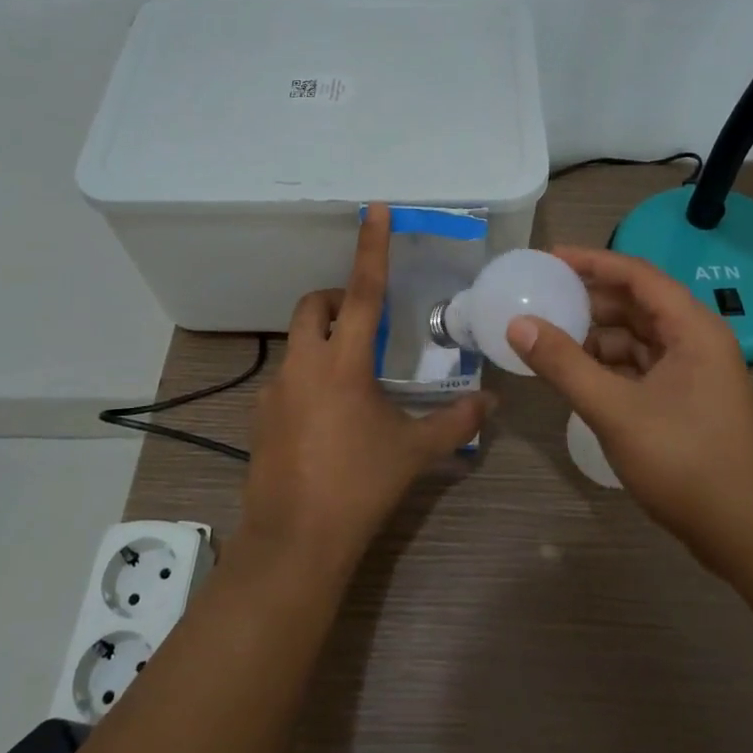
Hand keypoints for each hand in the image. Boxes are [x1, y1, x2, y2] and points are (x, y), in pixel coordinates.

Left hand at [241, 204, 492, 573]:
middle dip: (337, 301)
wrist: (295, 543)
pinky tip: (328, 420)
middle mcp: (304, 364)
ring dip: (324, 344)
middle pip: (314, 306)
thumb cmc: (359, 487)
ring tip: (354, 382)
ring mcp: (275, 390)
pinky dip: (309, 379)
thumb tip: (492, 403)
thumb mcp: (414, 452)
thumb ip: (456, 422)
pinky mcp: (260, 416)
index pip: (362, 290)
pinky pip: (287, 379)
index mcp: (344, 362)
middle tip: (366, 324)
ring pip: (298, 343)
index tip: (374, 209)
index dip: (371, 247)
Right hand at [505, 246, 752, 562]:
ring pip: (637, 338)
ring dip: (596, 336)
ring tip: (551, 341)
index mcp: (692, 329)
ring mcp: (695, 373)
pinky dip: (609, 366)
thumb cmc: (684, 462)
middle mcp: (697, 341)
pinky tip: (578, 377)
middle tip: (541, 299)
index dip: (592, 262)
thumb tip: (518, 324)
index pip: (637, 275)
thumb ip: (564, 364)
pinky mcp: (687, 401)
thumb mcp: (615, 410)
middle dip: (589, 300)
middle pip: (637, 304)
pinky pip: (641, 366)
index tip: (548, 259)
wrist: (745, 534)